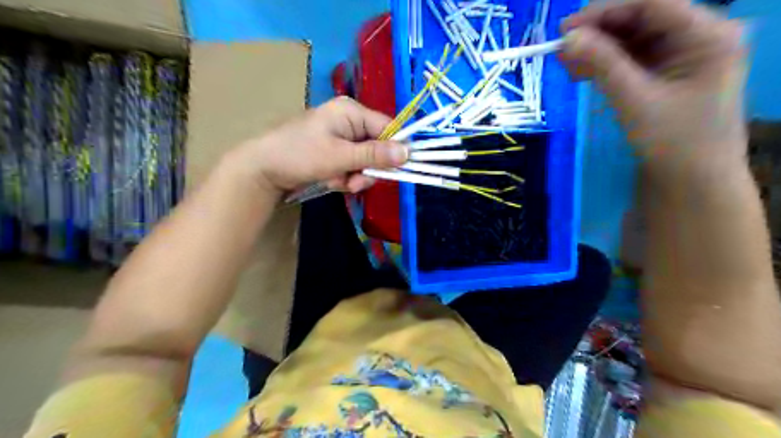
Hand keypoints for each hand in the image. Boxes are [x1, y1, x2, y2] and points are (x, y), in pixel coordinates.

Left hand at [236, 96, 410, 196]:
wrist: (262, 170)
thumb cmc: (300, 154)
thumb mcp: (340, 156)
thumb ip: (374, 155)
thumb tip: (409, 152)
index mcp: (351, 112)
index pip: (388, 128)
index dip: (396, 149)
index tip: (400, 170)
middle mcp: (349, 122)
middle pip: (378, 148)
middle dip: (368, 169)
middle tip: (354, 182)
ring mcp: (342, 138)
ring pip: (366, 162)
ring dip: (355, 176)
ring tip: (338, 182)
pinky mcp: (335, 153)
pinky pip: (352, 167)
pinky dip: (345, 178)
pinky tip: (331, 181)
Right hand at [559, 0, 745, 176]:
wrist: (691, 181)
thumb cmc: (673, 142)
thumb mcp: (635, 100)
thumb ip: (602, 65)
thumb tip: (566, 39)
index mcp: (706, 34)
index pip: (652, 4)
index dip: (605, 11)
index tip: (565, 29)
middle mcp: (697, 36)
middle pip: (640, 20)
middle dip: (598, 33)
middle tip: (560, 50)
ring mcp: (681, 55)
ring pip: (632, 40)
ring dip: (597, 49)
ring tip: (566, 65)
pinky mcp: (665, 74)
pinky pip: (630, 60)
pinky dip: (605, 64)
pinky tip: (582, 73)